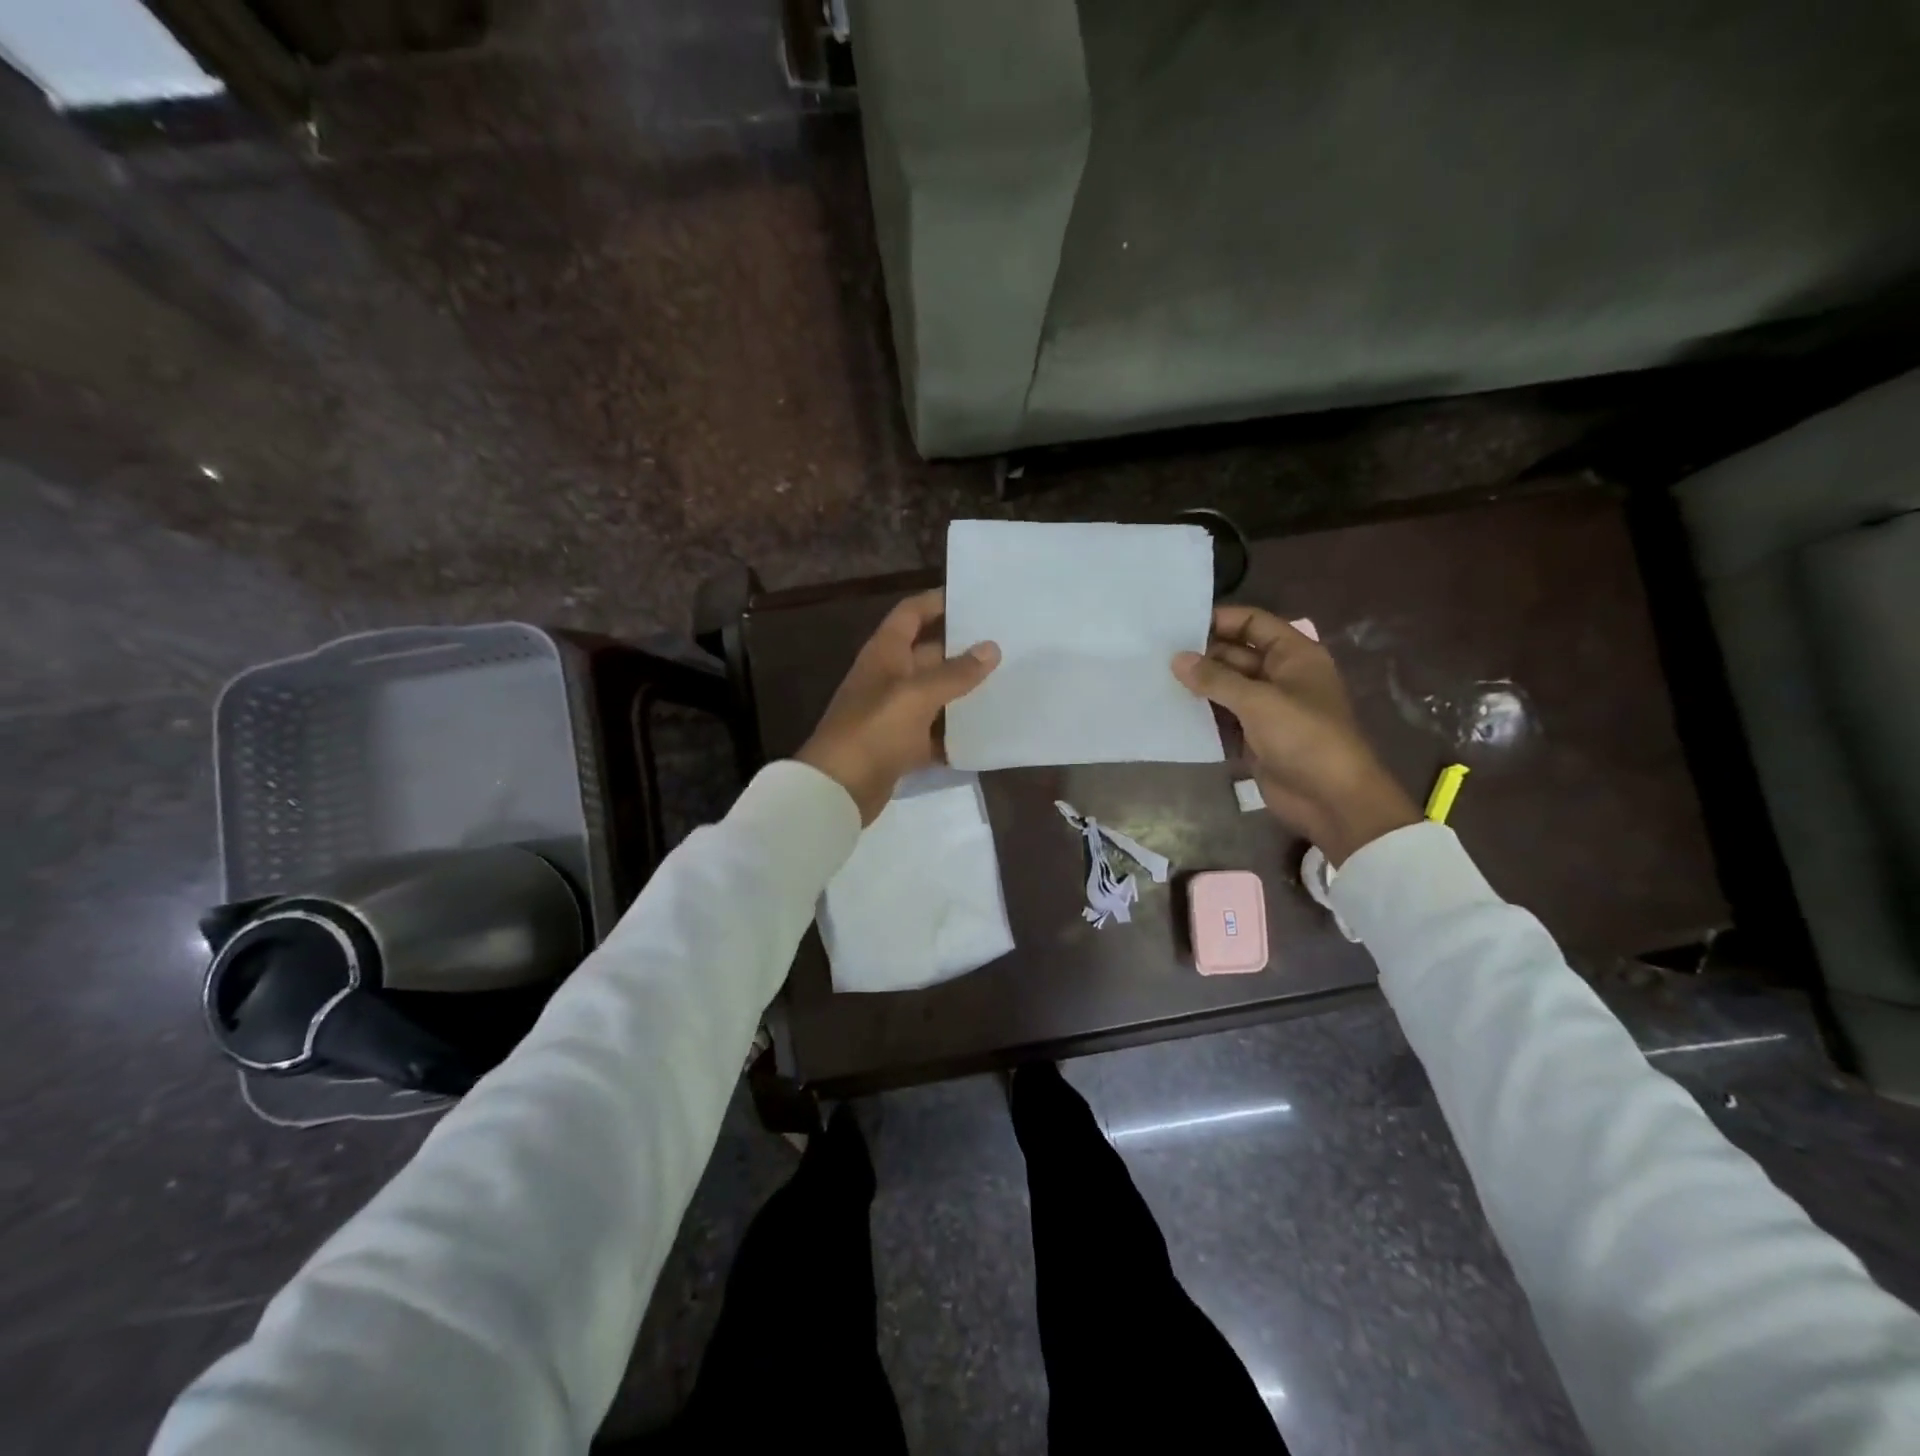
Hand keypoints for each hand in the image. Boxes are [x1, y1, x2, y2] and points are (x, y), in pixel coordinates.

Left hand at [797, 589, 1000, 824]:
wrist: (839, 788)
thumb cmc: (875, 729)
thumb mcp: (918, 695)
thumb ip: (956, 672)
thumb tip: (991, 648)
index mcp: (885, 653)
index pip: (911, 614)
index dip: (938, 602)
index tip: (975, 599)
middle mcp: (889, 677)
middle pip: (929, 654)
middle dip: (964, 650)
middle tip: (1008, 645)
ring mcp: (895, 713)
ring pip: (935, 695)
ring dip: (964, 692)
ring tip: (1008, 684)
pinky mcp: (901, 746)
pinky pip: (934, 732)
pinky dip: (955, 733)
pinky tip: (987, 732)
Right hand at [1173, 605, 1418, 864]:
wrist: (1331, 799)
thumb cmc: (1303, 737)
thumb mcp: (1258, 701)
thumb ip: (1215, 679)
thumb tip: (1177, 659)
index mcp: (1294, 655)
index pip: (1254, 623)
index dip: (1221, 620)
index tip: (1179, 626)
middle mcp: (1281, 676)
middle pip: (1237, 655)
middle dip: (1203, 655)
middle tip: (1158, 655)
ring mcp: (1268, 708)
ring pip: (1227, 688)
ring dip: (1199, 686)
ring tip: (1157, 679)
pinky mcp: (1256, 737)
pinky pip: (1224, 718)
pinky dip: (1203, 715)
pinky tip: (1172, 711)